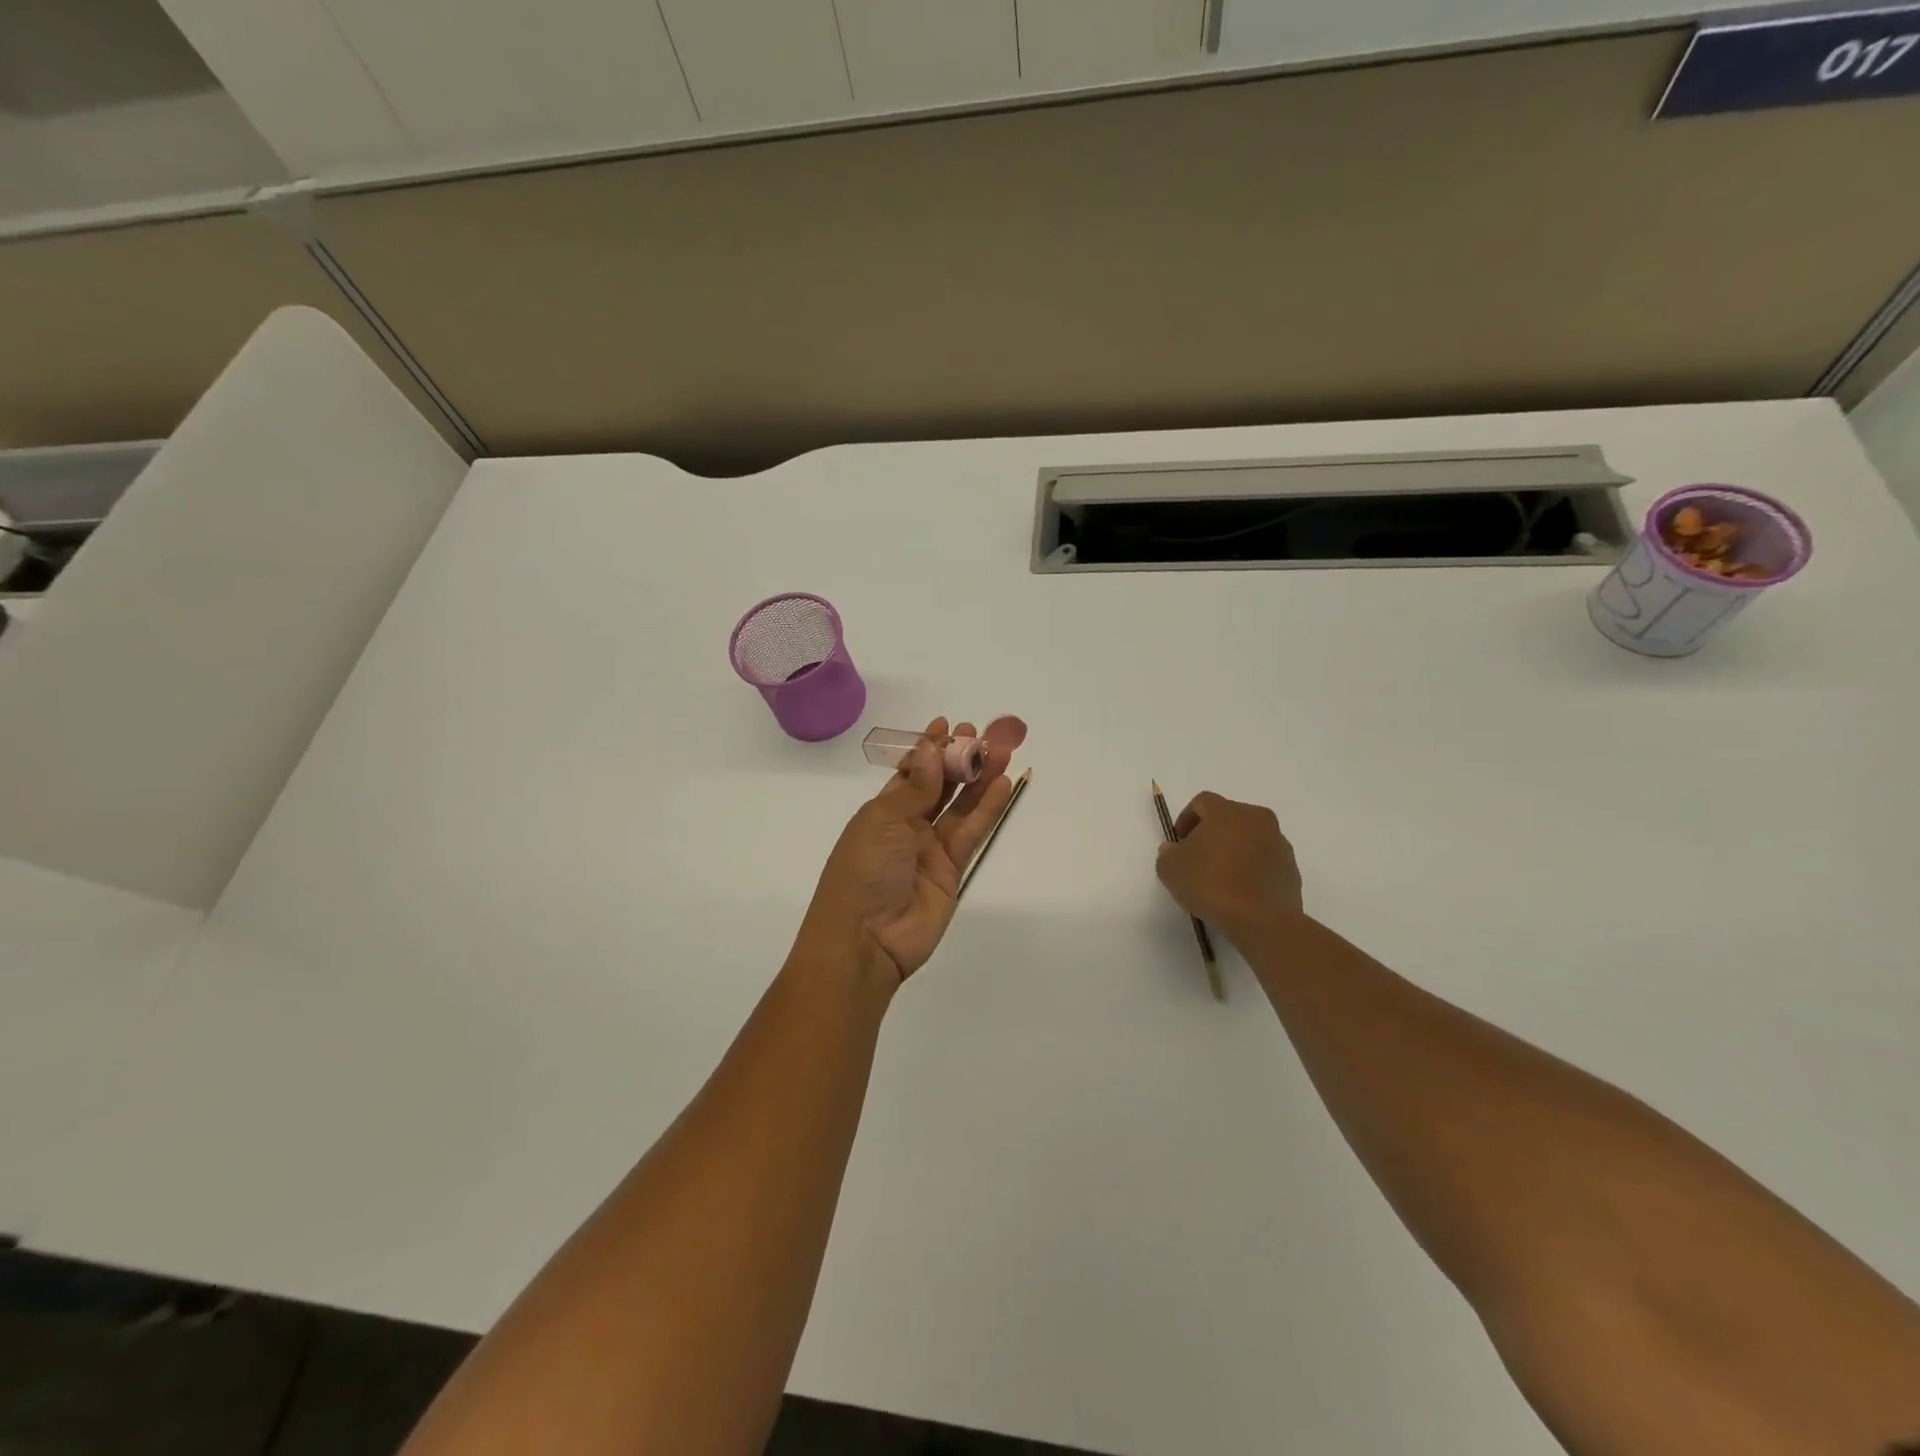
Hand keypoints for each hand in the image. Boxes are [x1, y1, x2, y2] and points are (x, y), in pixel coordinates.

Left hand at [800, 717, 1017, 984]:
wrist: (866, 939)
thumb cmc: (863, 871)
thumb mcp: (883, 821)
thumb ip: (915, 787)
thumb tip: (931, 748)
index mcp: (881, 810)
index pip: (909, 772)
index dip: (928, 749)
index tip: (947, 725)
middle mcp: (906, 826)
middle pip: (939, 786)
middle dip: (959, 760)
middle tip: (983, 734)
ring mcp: (930, 848)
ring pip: (960, 806)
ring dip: (979, 779)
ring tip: (1001, 752)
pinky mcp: (952, 870)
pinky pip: (972, 832)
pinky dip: (987, 809)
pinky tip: (1003, 785)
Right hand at [1156, 792, 1303, 933]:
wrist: (1262, 920)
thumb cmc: (1211, 884)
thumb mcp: (1170, 869)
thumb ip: (1168, 853)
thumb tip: (1175, 849)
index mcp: (1227, 812)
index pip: (1202, 802)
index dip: (1186, 818)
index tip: (1178, 841)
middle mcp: (1257, 819)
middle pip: (1230, 817)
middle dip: (1212, 833)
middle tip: (1198, 856)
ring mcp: (1279, 844)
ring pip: (1250, 838)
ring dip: (1235, 850)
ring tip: (1220, 877)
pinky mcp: (1292, 869)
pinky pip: (1265, 861)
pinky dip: (1252, 869)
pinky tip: (1240, 891)